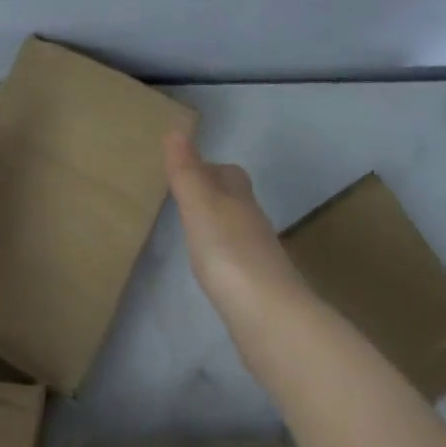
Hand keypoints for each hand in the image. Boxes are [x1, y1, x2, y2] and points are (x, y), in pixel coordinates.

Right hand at [164, 130, 308, 329]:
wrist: (269, 317)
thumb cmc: (228, 252)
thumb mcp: (200, 205)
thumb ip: (187, 171)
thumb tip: (176, 128)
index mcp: (239, 199)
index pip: (230, 173)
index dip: (210, 168)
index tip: (185, 171)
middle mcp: (253, 223)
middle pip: (236, 200)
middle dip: (214, 196)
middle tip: (185, 201)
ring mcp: (259, 258)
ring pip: (237, 231)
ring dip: (218, 228)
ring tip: (192, 234)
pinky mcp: (258, 290)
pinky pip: (238, 262)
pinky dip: (223, 259)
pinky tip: (210, 271)